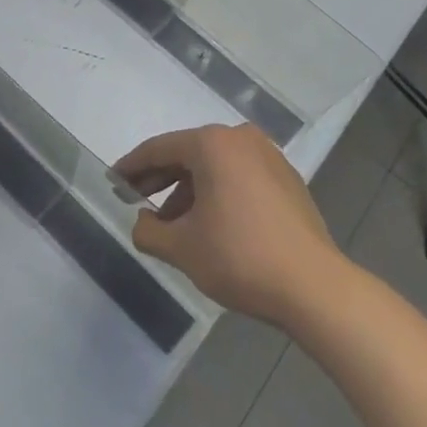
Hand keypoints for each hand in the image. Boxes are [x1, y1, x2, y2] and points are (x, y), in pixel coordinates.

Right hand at [115, 123, 340, 328]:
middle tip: (134, 199)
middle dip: (159, 178)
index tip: (112, 182)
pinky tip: (207, 223)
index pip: (159, 149)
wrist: (314, 287)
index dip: (131, 167)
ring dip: (188, 190)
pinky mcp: (287, 180)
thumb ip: (148, 231)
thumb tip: (142, 223)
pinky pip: (238, 177)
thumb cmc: (239, 257)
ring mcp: (269, 157)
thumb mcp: (181, 248)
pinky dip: (217, 193)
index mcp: (212, 144)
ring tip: (171, 223)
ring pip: (214, 166)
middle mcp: (241, 139)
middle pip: (188, 154)